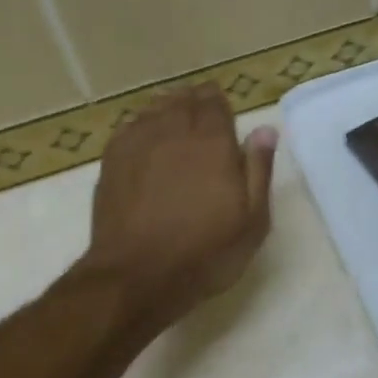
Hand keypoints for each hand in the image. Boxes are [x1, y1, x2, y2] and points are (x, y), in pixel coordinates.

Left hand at [85, 83, 277, 335]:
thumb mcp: (252, 219)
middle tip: (202, 109)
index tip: (223, 108)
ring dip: (168, 108)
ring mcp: (138, 144)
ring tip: (176, 117)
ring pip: (155, 109)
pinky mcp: (112, 161)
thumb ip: (259, 169)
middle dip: (195, 101)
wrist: (137, 276)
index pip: (214, 102)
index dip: (219, 102)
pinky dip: (142, 124)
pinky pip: (130, 127)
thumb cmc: (205, 252)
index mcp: (212, 141)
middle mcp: (174, 132)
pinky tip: (147, 137)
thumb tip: (265, 130)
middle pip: (184, 101)